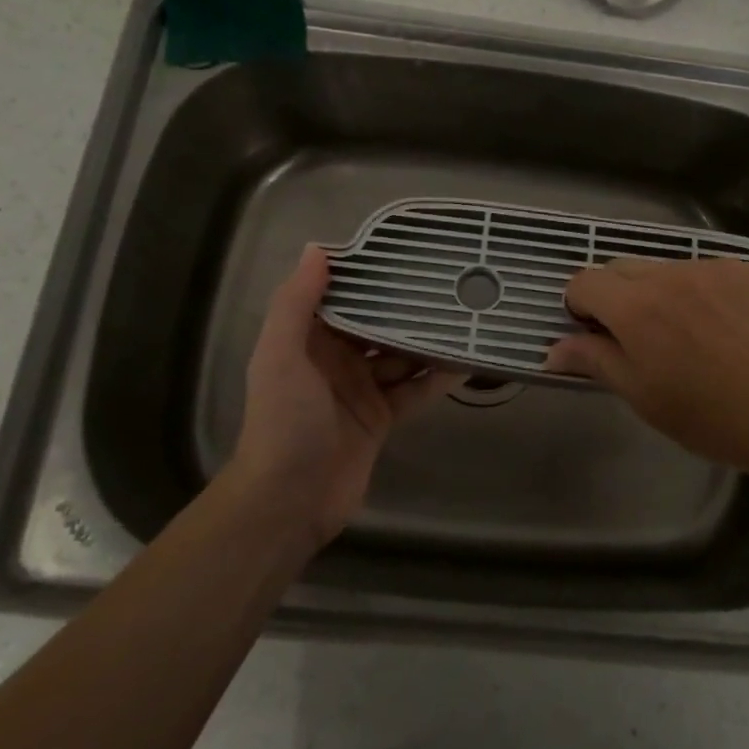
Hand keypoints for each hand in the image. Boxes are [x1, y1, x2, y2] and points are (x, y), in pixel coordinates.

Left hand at [231, 246, 459, 547]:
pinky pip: (414, 391)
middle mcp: (335, 360)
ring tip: (465, 315)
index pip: (341, 297)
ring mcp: (361, 390)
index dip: (367, 275)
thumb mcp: (281, 355)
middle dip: (406, 307)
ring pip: (400, 356)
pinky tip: (466, 362)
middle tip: (448, 281)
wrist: (289, 500)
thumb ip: (295, 303)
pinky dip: (437, 379)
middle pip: (376, 325)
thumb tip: (318, 248)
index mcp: (308, 341)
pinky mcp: (381, 419)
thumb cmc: (284, 420)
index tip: (402, 251)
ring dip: (427, 340)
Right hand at [545, 257, 748, 482]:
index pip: (585, 281)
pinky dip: (709, 293)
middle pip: (623, 268)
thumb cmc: (715, 418)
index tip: (595, 334)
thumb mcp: (645, 398)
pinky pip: (715, 272)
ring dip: (666, 293)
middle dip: (618, 296)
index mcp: (637, 306)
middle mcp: (672, 274)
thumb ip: (595, 362)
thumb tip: (552, 350)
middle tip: (642, 339)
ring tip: (697, 337)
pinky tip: (735, 329)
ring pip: (671, 270)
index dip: (580, 306)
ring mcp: (718, 267)